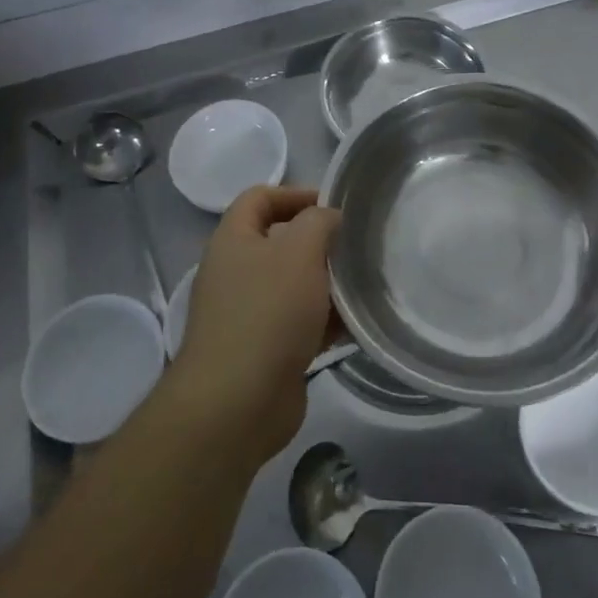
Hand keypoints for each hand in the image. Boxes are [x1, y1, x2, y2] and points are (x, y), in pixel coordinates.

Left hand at [168, 186, 339, 467]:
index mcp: (233, 240)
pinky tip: (356, 324)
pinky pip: (299, 323)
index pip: (259, 198)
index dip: (294, 193)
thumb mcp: (300, 251)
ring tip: (364, 283)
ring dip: (326, 283)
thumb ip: (319, 222)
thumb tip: (329, 218)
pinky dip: (325, 320)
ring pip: (293, 284)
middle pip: (280, 241)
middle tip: (355, 245)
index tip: (333, 206)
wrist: (237, 404)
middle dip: (318, 241)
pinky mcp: (265, 350)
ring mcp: (248, 313)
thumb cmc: (267, 312)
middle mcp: (235, 272)